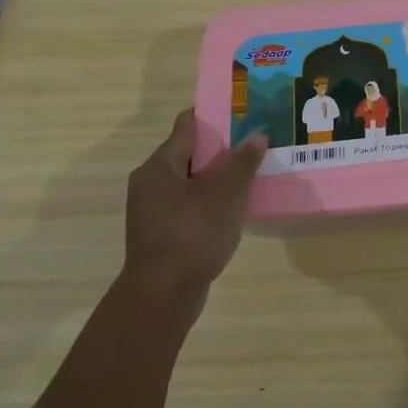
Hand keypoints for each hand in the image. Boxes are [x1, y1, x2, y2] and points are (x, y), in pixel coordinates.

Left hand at [125, 110, 265, 318]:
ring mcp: (153, 210)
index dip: (215, 116)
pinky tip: (236, 206)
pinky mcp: (162, 233)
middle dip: (222, 148)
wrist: (163, 296)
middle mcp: (150, 182)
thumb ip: (242, 163)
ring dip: (219, 177)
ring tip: (252, 173)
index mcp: (160, 166)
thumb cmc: (192, 236)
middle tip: (256, 142)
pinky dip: (211, 200)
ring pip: (192, 181)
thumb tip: (257, 135)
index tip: (243, 112)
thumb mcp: (225, 195)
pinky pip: (190, 204)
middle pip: (190, 153)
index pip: (187, 126)